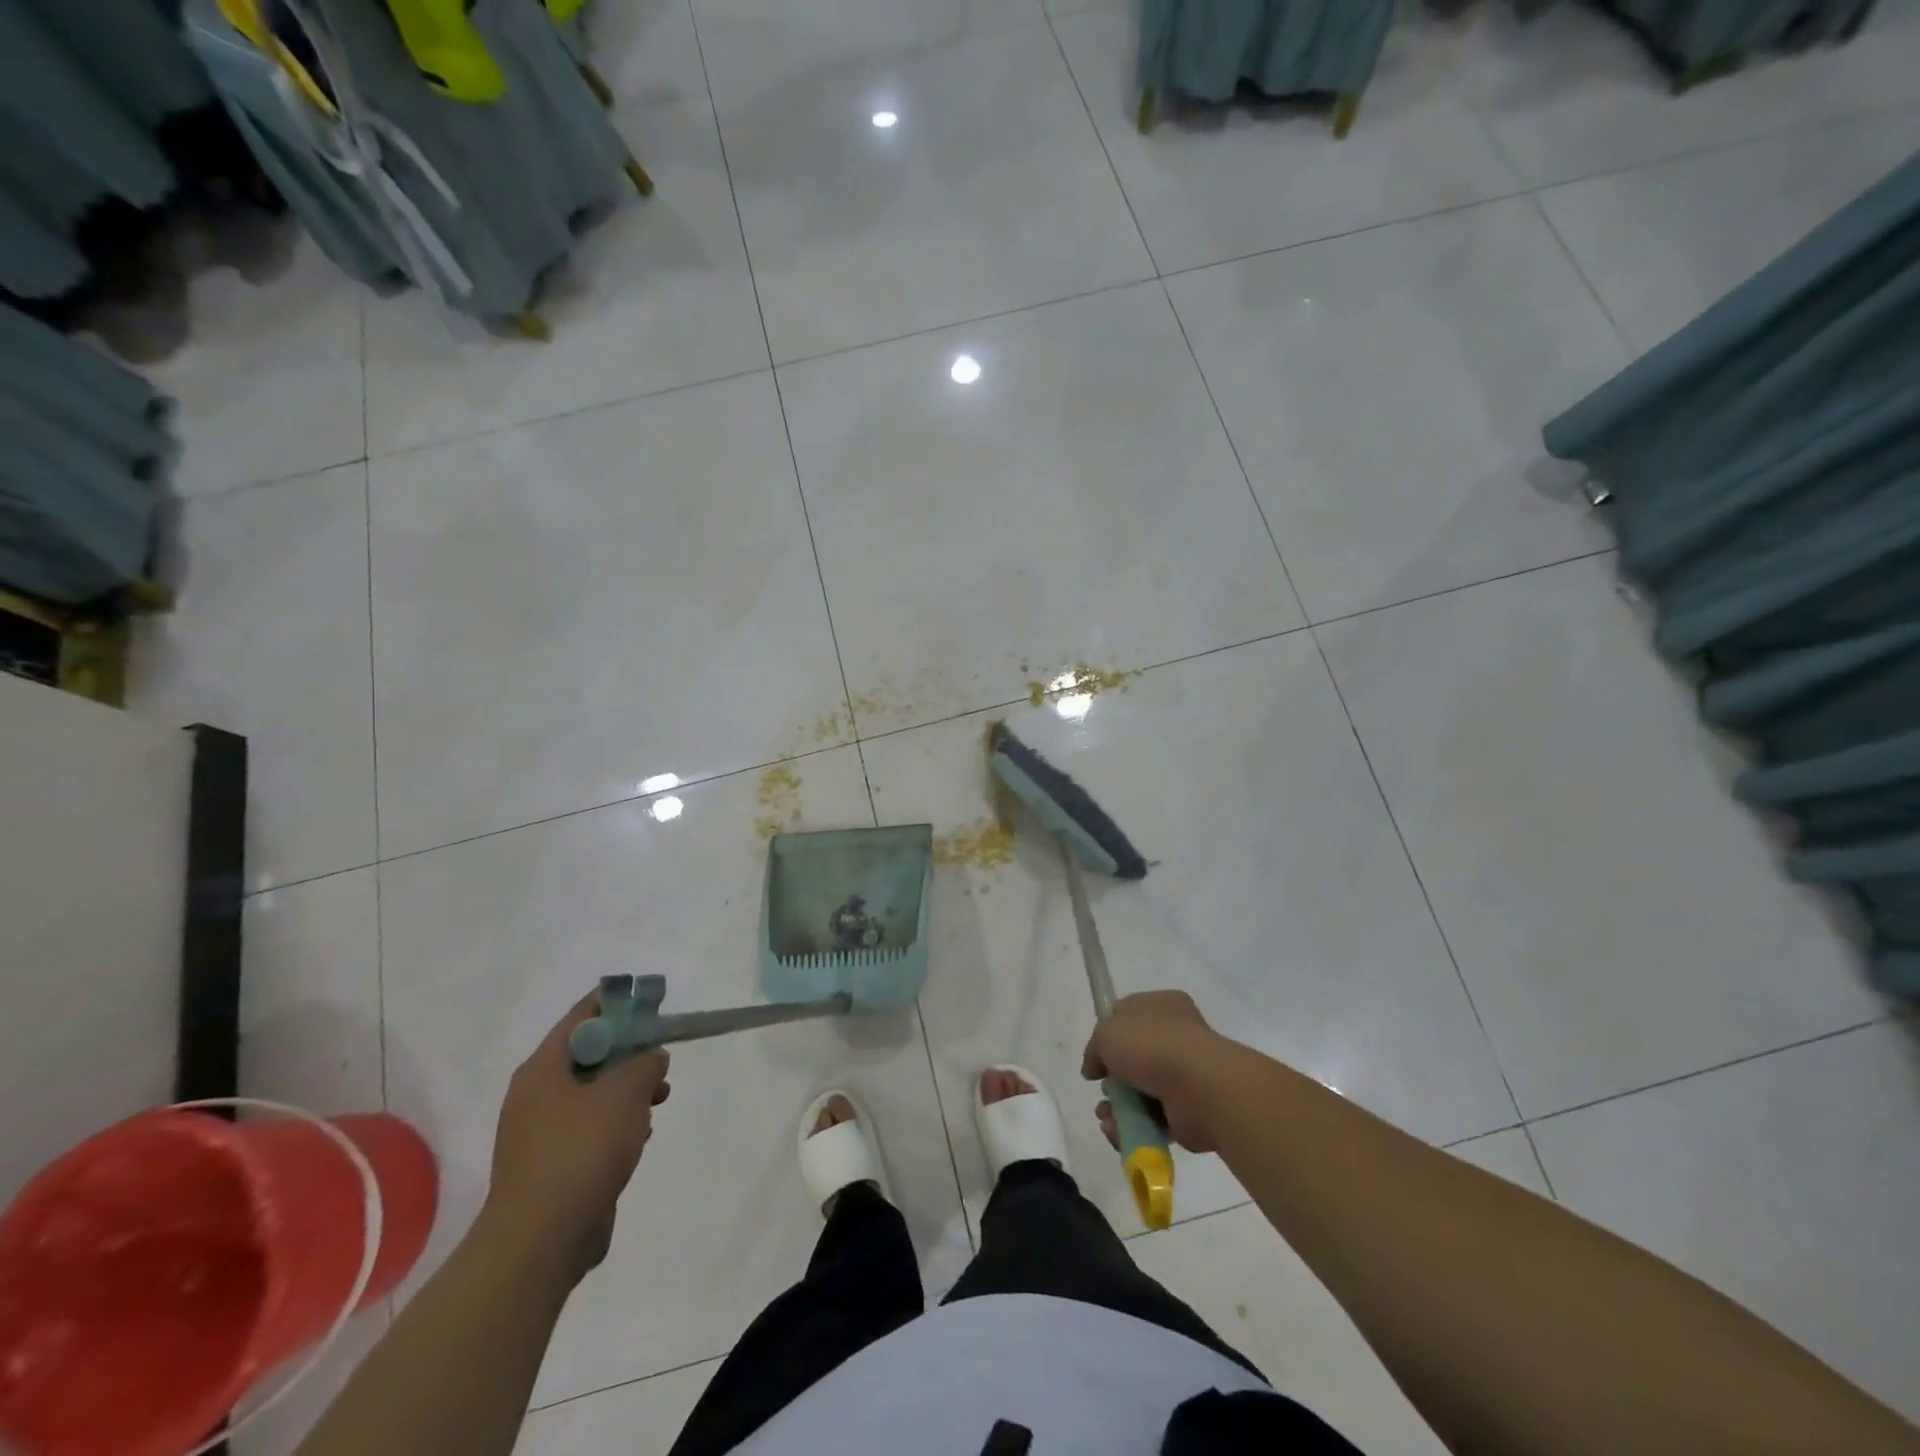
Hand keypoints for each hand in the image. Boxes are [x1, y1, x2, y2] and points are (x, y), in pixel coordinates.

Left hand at [483, 992, 671, 1278]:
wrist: (541, 1242)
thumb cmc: (581, 1150)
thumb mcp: (625, 1091)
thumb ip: (645, 1062)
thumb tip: (650, 1058)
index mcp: (543, 1068)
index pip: (582, 1016)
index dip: (619, 1003)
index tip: (652, 1002)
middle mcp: (536, 1095)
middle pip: (590, 1054)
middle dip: (630, 1052)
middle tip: (661, 1057)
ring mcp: (541, 1133)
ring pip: (594, 1093)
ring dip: (628, 1090)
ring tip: (660, 1098)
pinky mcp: (553, 1166)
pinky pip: (590, 1128)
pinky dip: (617, 1123)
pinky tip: (640, 1135)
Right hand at [1082, 990, 1228, 1152]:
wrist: (1198, 1087)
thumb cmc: (1151, 1045)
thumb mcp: (1106, 1033)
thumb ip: (1095, 1048)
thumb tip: (1094, 1069)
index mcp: (1163, 1005)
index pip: (1129, 1015)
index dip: (1108, 1033)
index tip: (1096, 1054)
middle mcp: (1177, 1035)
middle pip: (1134, 1056)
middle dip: (1113, 1078)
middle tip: (1101, 1090)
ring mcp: (1185, 1073)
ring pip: (1141, 1090)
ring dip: (1119, 1107)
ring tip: (1106, 1119)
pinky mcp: (1188, 1109)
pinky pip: (1153, 1118)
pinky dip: (1134, 1126)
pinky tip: (1118, 1132)